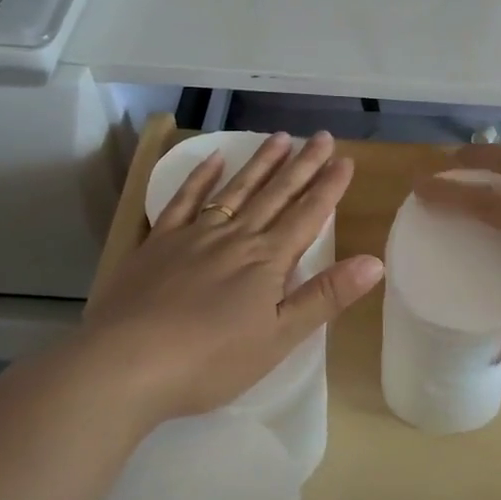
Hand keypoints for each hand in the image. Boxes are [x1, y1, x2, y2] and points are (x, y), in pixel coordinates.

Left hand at [73, 131, 384, 425]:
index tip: (345, 159)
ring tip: (281, 138)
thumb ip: (325, 297)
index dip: (328, 188)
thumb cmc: (211, 360)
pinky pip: (184, 201)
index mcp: (267, 261)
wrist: (126, 363)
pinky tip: (213, 160)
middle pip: (275, 195)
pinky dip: (200, 178)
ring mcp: (193, 236)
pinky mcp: (158, 244)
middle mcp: (235, 237)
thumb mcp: (279, 337)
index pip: (307, 216)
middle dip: (302, 165)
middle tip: (322, 136)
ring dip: (261, 164)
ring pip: (236, 191)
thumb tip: (374, 262)